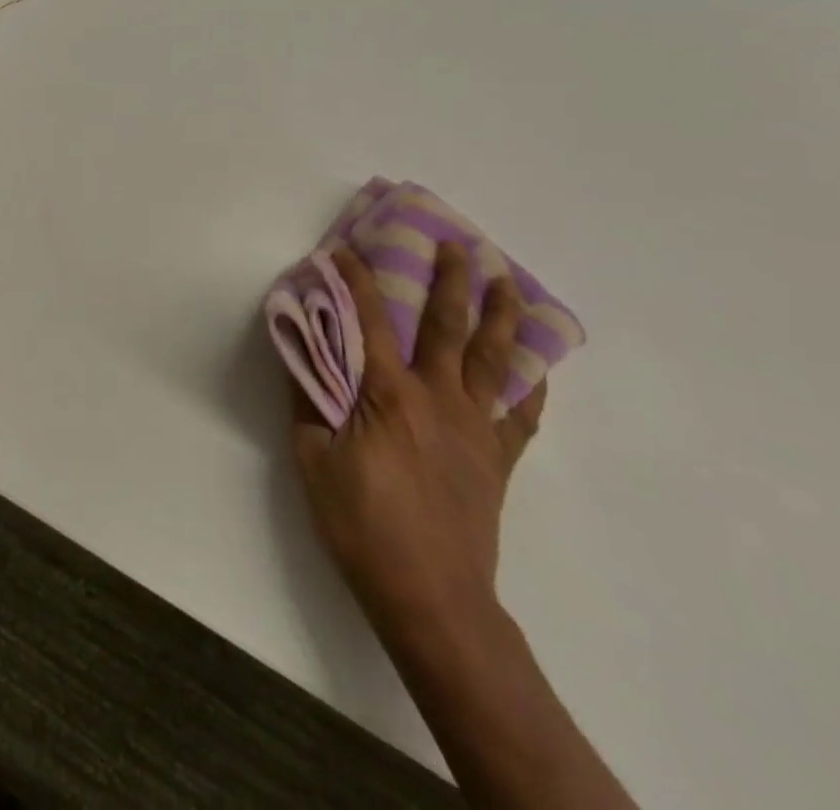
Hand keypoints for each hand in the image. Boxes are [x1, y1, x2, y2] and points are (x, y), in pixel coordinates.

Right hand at [292, 242, 546, 644]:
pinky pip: (522, 415)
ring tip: (507, 281)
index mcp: (388, 394)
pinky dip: (531, 386)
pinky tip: (536, 368)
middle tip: (457, 242)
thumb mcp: (313, 460)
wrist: (430, 598)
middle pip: (448, 325)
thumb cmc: (362, 526)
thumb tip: (302, 350)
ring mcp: (475, 426)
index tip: (345, 248)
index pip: (367, 319)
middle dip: (451, 278)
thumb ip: (307, 398)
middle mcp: (437, 397)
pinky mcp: (497, 458)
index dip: (355, 278)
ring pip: (494, 358)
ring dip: (501, 314)